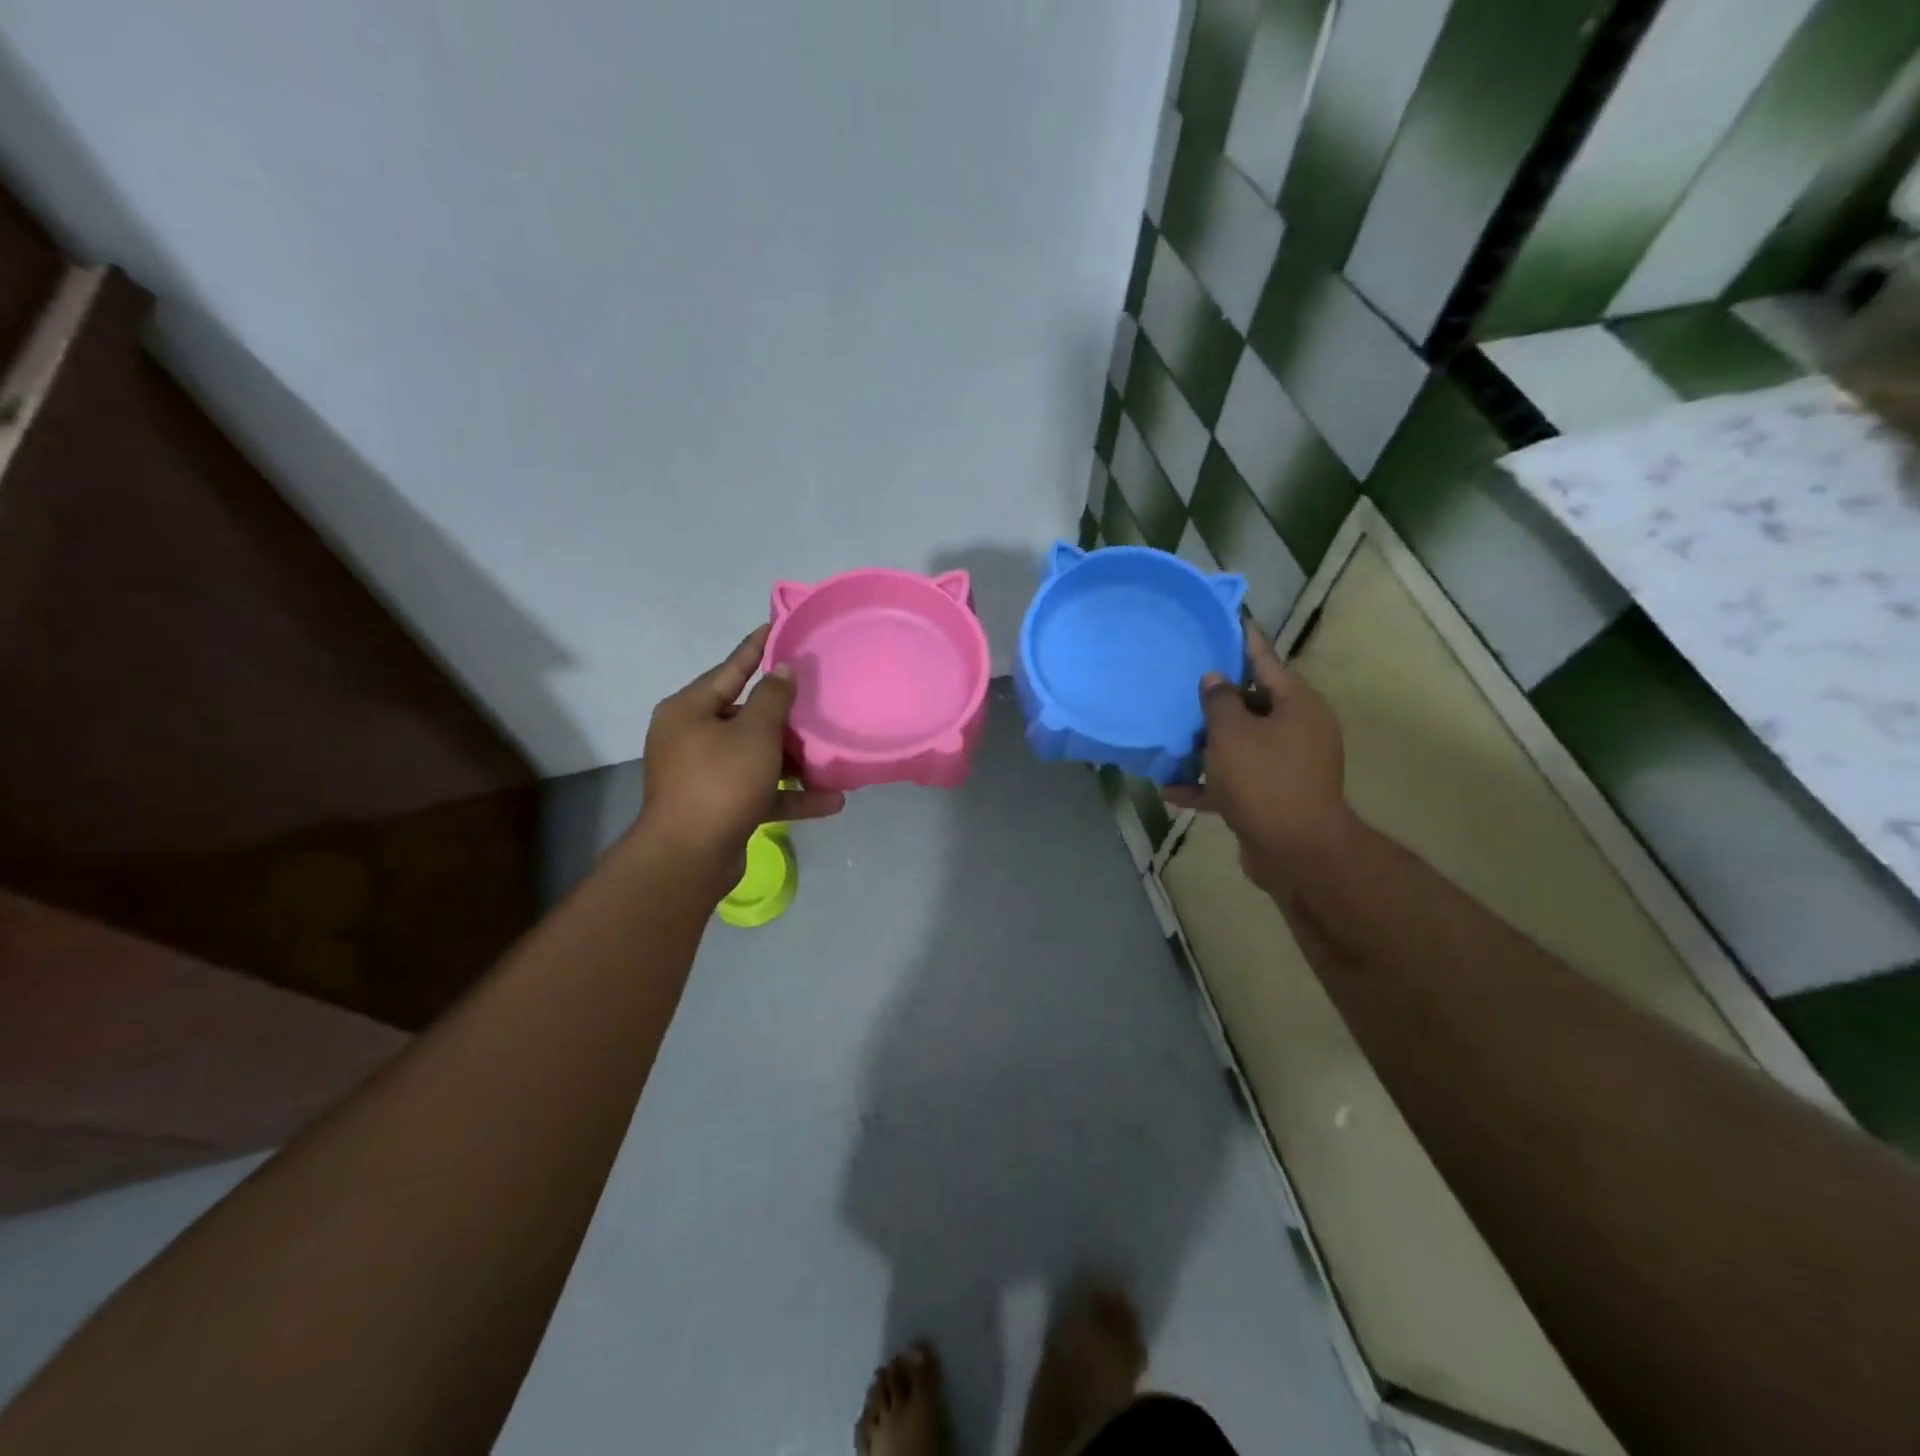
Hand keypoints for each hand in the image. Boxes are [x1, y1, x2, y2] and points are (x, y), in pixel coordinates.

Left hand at [635, 625, 843, 869]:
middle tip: (819, 696)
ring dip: (795, 759)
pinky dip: (791, 793)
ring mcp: (704, 775)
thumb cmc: (720, 781)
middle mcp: (692, 738)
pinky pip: (760, 790)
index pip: (730, 669)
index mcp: (689, 710)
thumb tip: (781, 670)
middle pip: (746, 716)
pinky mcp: (720, 807)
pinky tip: (832, 800)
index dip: (757, 648)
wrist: (689, 857)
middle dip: (785, 713)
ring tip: (832, 753)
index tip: (779, 628)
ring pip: (757, 756)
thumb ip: (773, 698)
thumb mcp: (754, 733)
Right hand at [1163, 621, 1351, 888]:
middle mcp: (1296, 730)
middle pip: (1252, 704)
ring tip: (1172, 736)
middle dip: (1217, 699)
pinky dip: (1208, 783)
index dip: (1245, 641)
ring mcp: (1286, 766)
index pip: (1266, 661)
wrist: (1297, 852)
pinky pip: (1235, 781)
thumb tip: (1214, 680)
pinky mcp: (1272, 797)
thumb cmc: (1264, 780)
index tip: (1230, 619)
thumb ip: (1219, 701)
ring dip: (1207, 744)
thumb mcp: (1232, 734)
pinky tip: (1171, 790)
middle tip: (1183, 683)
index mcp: (1296, 705)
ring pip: (1240, 744)